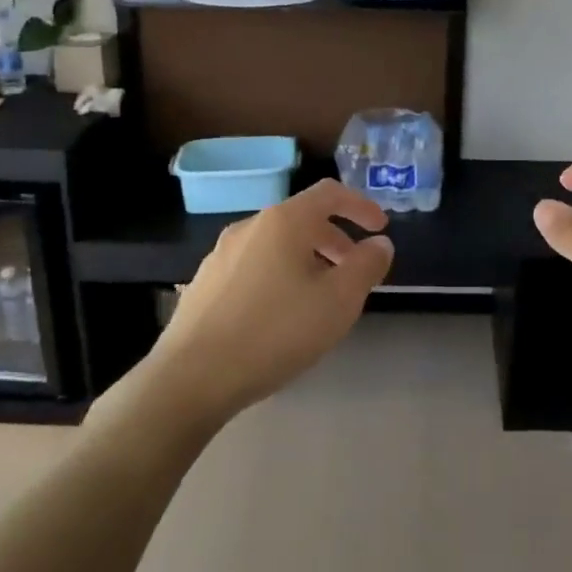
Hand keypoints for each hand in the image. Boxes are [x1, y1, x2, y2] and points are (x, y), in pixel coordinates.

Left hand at [146, 179, 393, 420]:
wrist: (191, 377)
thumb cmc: (275, 332)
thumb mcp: (338, 301)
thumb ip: (367, 266)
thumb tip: (379, 243)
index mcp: (284, 221)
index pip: (330, 193)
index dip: (360, 205)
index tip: (380, 227)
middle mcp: (250, 226)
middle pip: (302, 219)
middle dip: (335, 239)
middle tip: (354, 271)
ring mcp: (222, 254)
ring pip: (277, 244)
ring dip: (308, 259)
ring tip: (321, 297)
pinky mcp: (205, 283)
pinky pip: (254, 266)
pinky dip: (280, 275)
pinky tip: (281, 315)